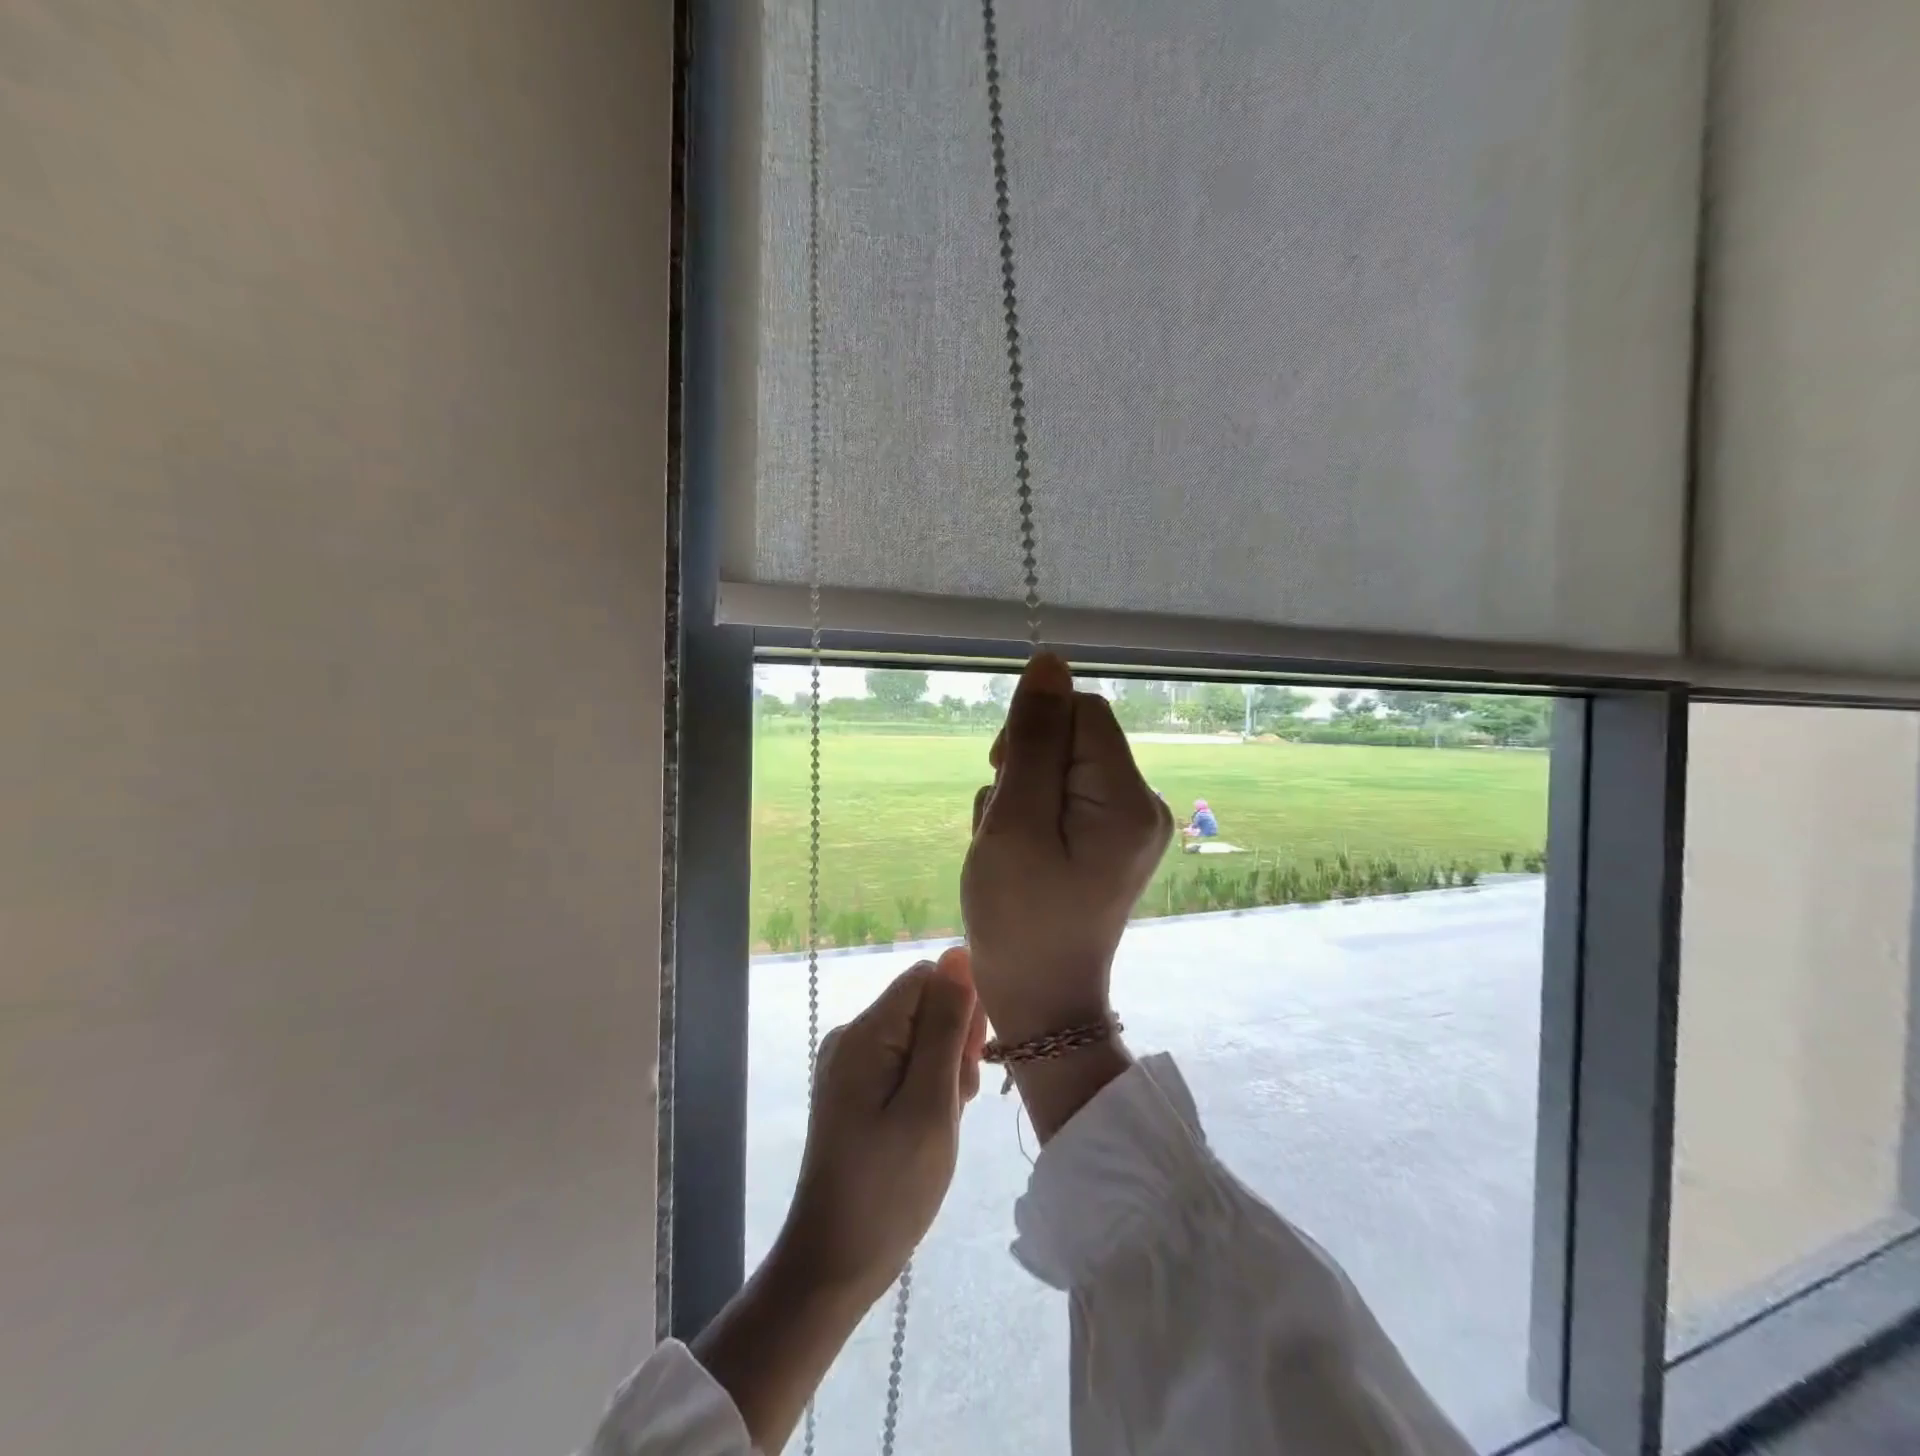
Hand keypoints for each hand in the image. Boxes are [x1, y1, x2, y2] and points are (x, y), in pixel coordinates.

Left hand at [775, 949, 986, 1303]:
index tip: (970, 1063)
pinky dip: (925, 1086)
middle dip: (953, 1043)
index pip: (928, 978)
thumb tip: (959, 954)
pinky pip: (902, 1063)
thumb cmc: (890, 1189)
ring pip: (919, 1037)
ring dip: (943, 1070)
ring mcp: (850, 1063)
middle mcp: (853, 1035)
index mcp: (866, 1032)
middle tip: (957, 1102)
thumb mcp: (931, 1104)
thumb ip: (947, 1026)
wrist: (833, 1265)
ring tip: (943, 1122)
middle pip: (923, 1005)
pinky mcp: (853, 1089)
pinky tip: (928, 1125)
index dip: (961, 1008)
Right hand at [961, 653, 1173, 1045]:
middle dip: (1023, 769)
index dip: (1033, 729)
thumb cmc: (1020, 917)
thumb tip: (1049, 663)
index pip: (1083, 712)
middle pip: (1072, 738)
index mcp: (1126, 797)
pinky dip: (1032, 816)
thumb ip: (1032, 740)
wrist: (1042, 1002)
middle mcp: (1140, 803)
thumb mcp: (1015, 822)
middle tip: (1002, 825)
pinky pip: (1065, 799)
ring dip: (1020, 796)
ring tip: (1006, 848)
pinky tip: (1018, 856)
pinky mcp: (1109, 842)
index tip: (1001, 774)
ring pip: (1060, 769)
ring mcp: (1127, 825)